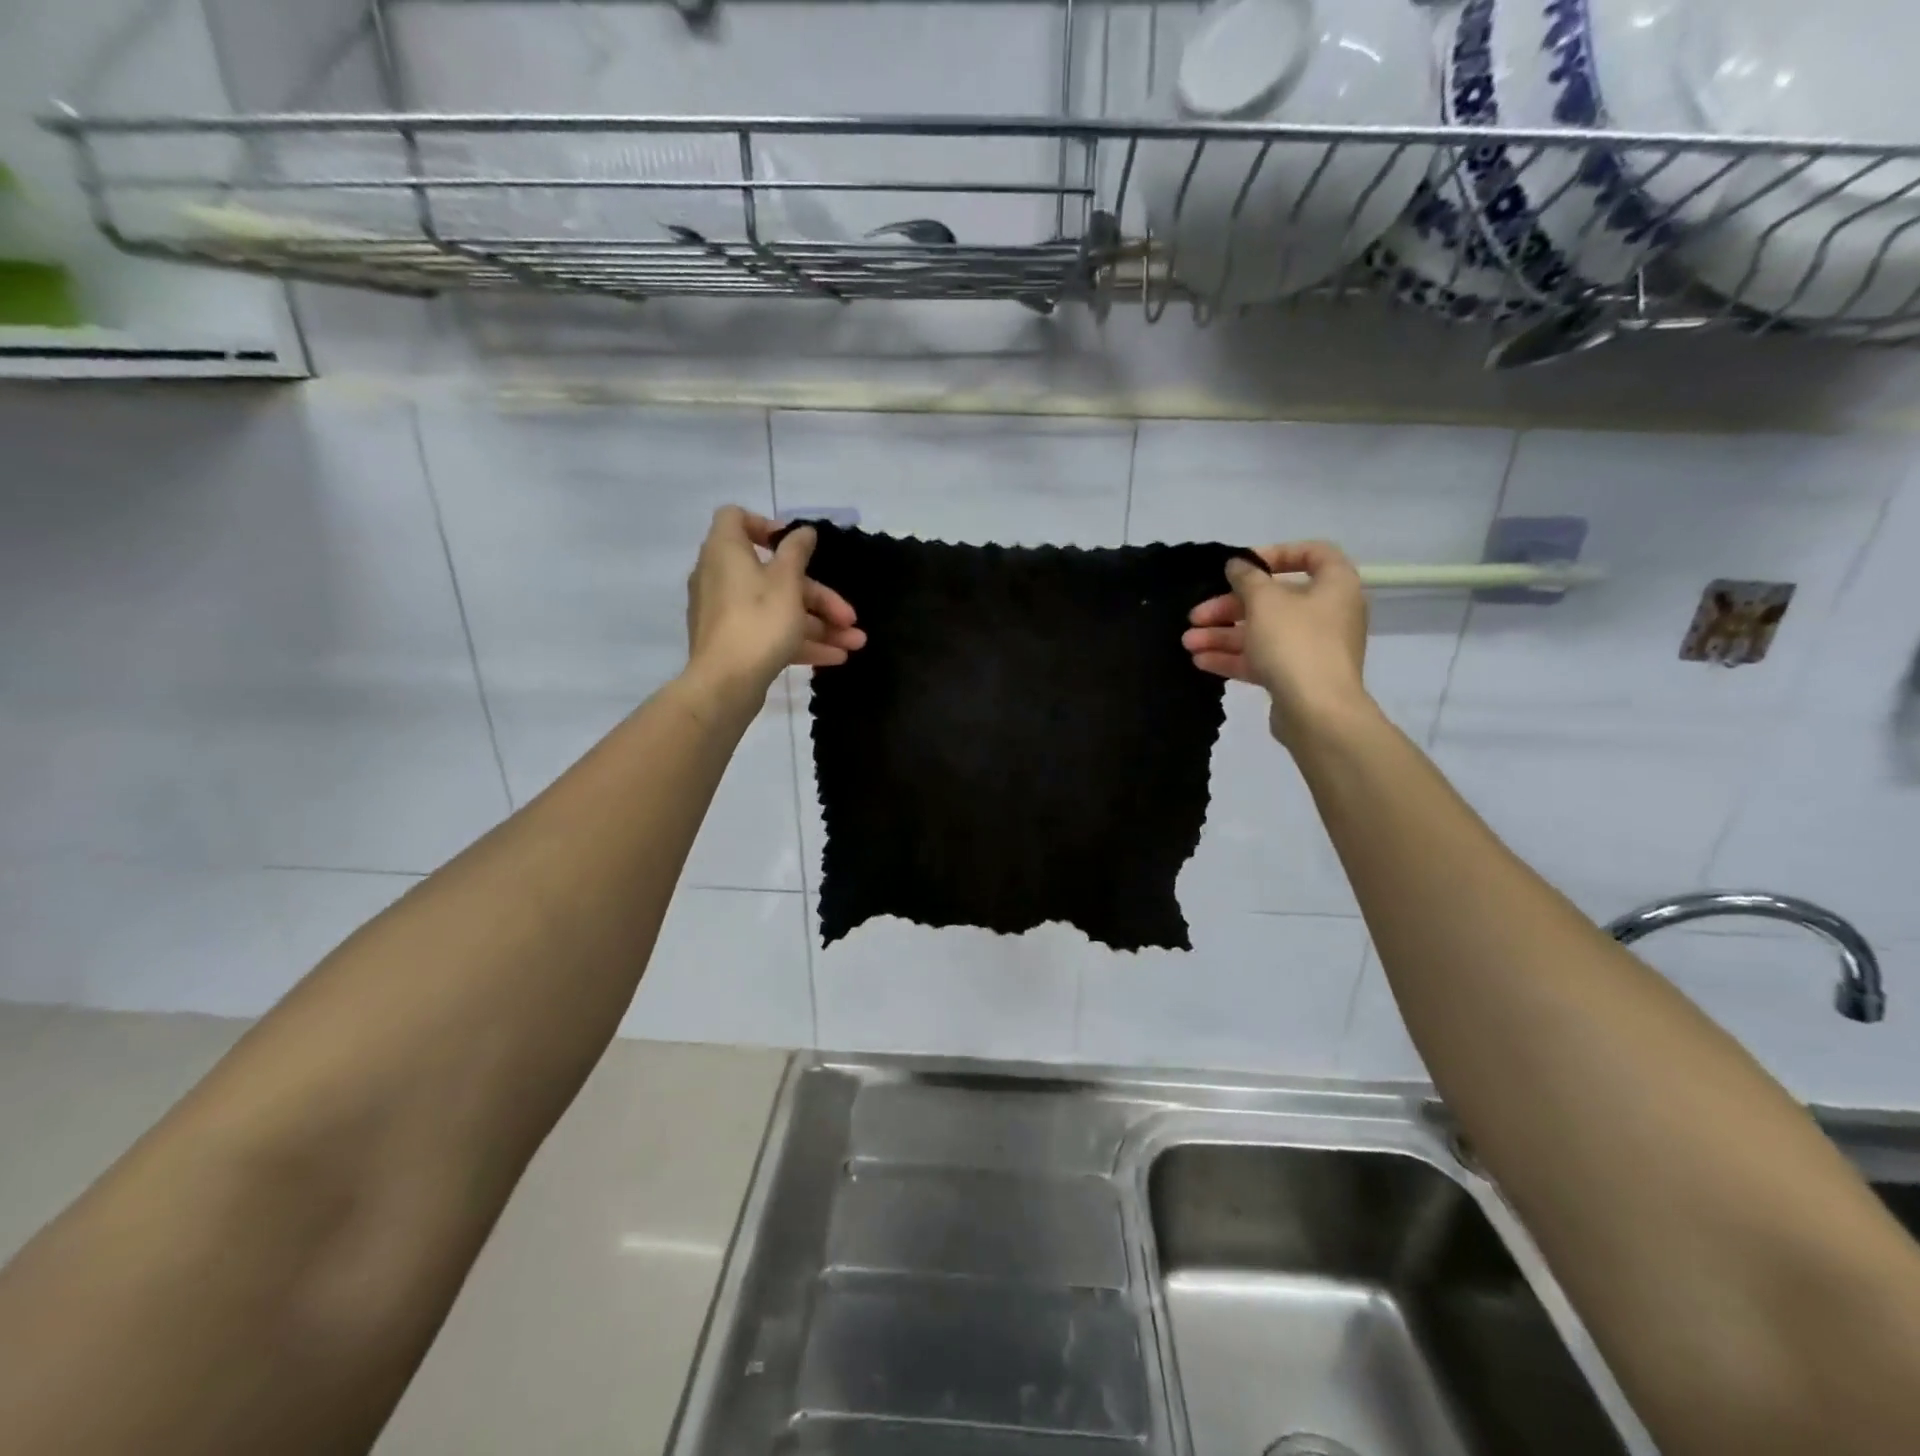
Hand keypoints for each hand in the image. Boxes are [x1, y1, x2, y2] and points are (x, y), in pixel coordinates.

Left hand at [684, 507, 866, 698]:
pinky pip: (770, 632)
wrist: (724, 684)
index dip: (768, 526)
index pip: (736, 519)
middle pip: (776, 575)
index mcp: (726, 551)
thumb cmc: (758, 621)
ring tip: (854, 644)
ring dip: (819, 625)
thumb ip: (797, 552)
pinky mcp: (734, 643)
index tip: (799, 546)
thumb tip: (803, 531)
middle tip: (849, 616)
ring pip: (778, 609)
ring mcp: (726, 613)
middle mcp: (721, 577)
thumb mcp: (787, 582)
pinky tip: (835, 658)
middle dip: (819, 597)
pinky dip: (799, 641)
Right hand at [1183, 541, 1371, 744]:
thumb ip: (1247, 578)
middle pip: (1273, 599)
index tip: (1242, 565)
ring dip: (1223, 634)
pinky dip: (1234, 657)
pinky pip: (1262, 659)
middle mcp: (1328, 613)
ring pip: (1262, 632)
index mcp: (1334, 586)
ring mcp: (1312, 647)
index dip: (1276, 554)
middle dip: (1229, 607)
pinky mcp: (1297, 676)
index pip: (1312, 554)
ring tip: (1188, 643)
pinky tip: (1201, 661)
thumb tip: (1238, 564)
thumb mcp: (1264, 601)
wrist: (1317, 711)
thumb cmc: (1295, 642)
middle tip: (1196, 615)